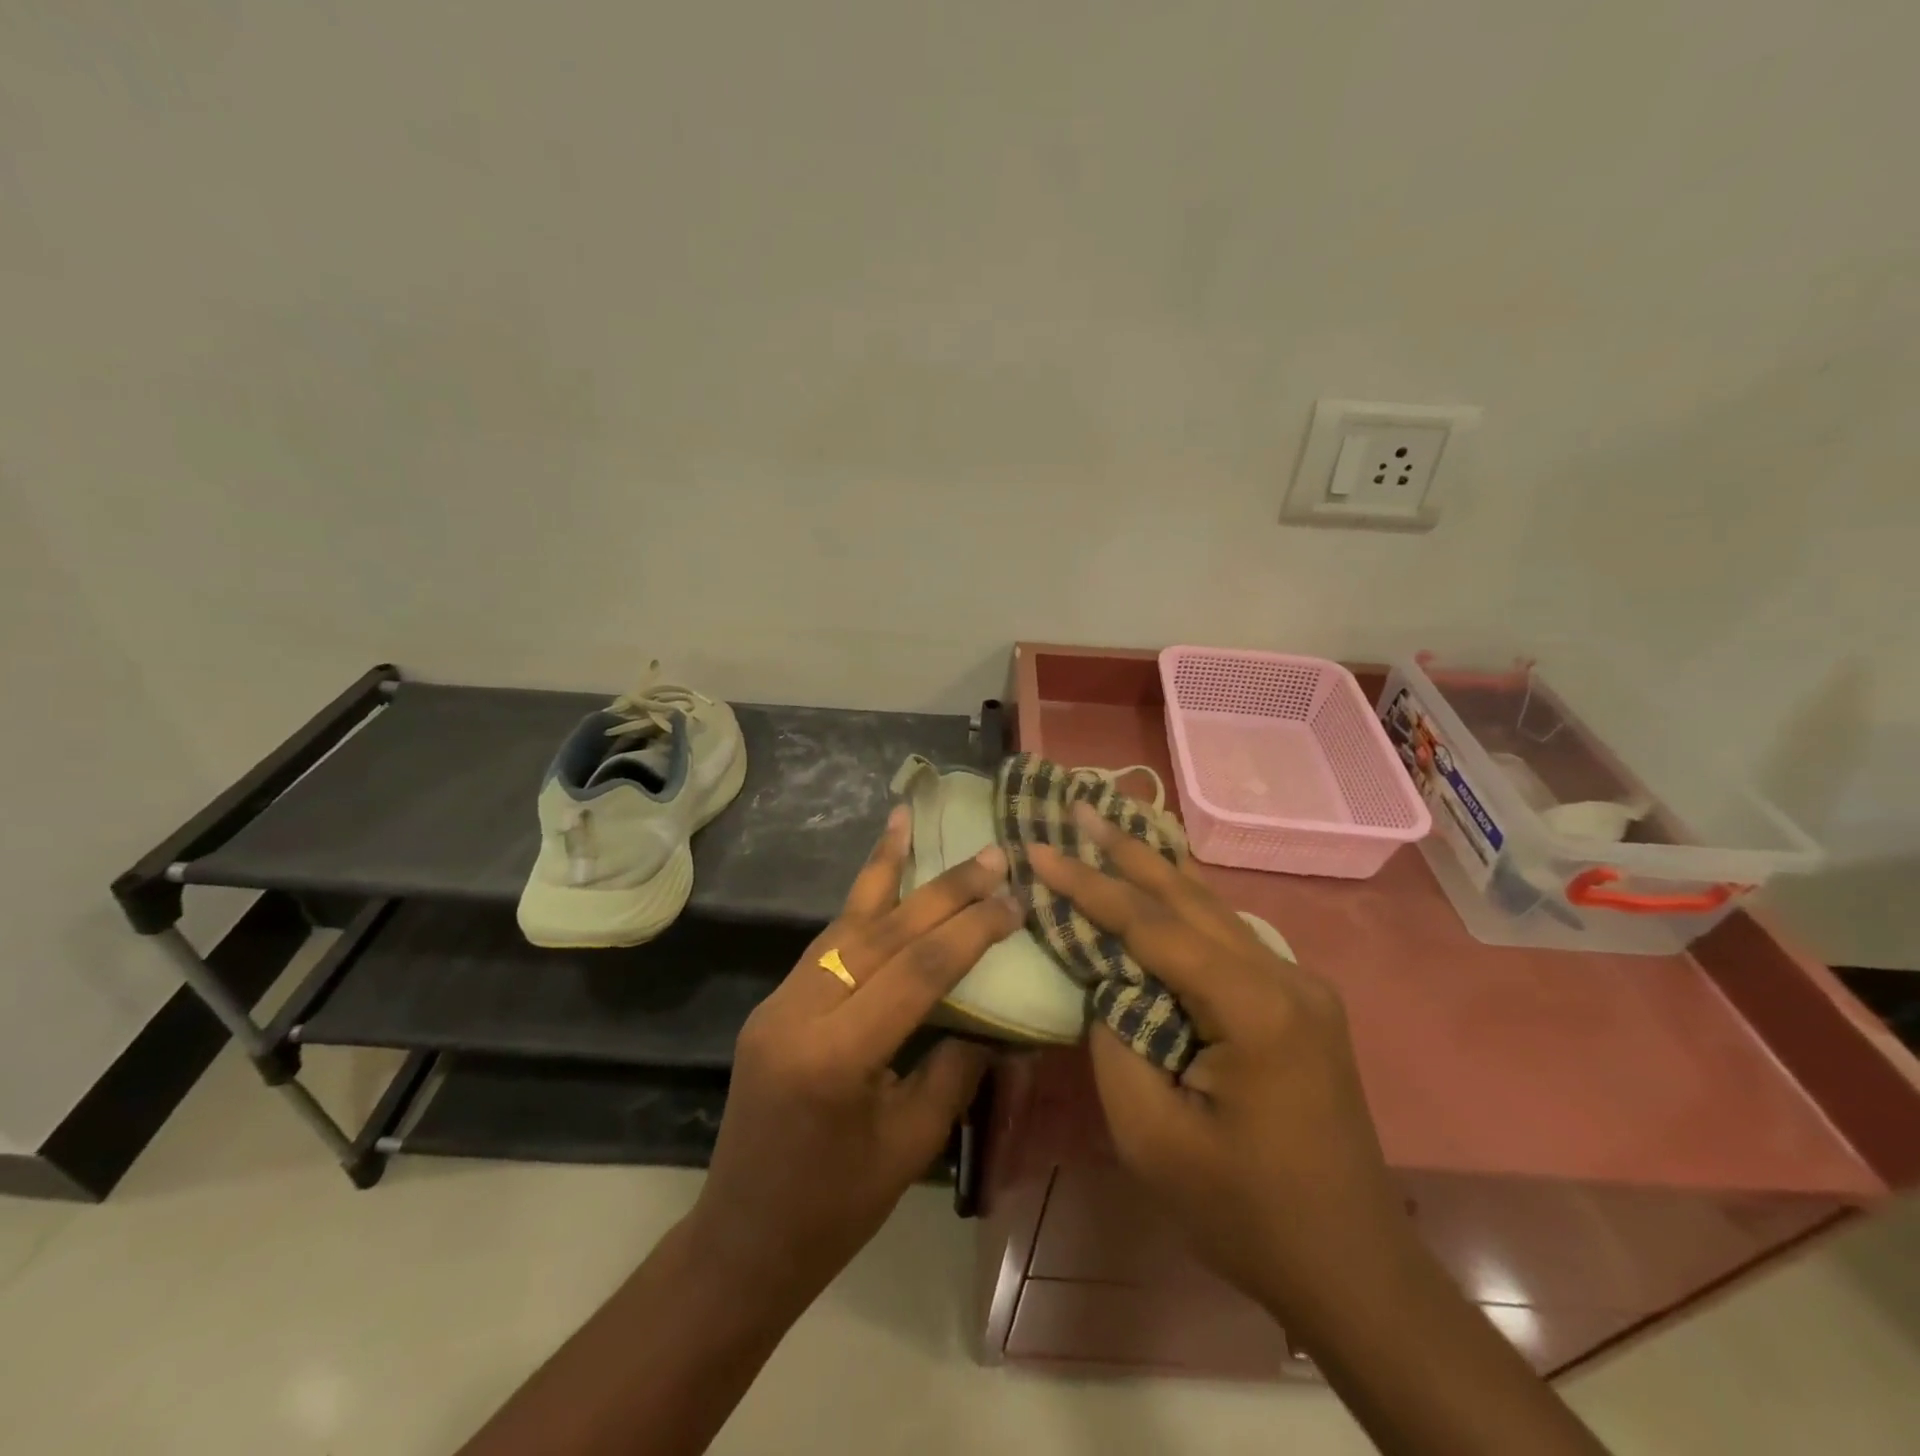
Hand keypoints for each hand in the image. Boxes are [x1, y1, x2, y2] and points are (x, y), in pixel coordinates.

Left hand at [687, 806, 1022, 1307]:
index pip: (916, 970)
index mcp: (836, 1057)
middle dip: (941, 889)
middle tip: (990, 854)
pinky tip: (880, 880)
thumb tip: (995, 1016)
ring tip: (908, 822)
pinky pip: (824, 945)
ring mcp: (778, 1003)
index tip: (1015, 900)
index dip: (970, 931)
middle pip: (880, 933)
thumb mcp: (911, 1145)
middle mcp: (799, 1013)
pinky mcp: (773, 1004)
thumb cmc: (834, 1212)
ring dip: (883, 872)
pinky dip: (859, 907)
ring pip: (843, 923)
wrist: (741, 1241)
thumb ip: (955, 1068)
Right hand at [1029, 805, 1408, 1315]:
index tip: (1040, 849)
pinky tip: (1158, 889)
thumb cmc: (1247, 1214)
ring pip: (1213, 911)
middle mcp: (1286, 979)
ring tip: (1109, 829)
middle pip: (1190, 899)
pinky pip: (1229, 939)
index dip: (1090, 887)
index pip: (1154, 927)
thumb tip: (1105, 980)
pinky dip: (1183, 908)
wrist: (1355, 1270)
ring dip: (1156, 871)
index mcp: (1255, 1010)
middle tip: (1079, 806)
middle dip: (1126, 851)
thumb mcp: (1153, 1138)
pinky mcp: (1300, 1004)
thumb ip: (1116, 1041)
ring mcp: (1302, 987)